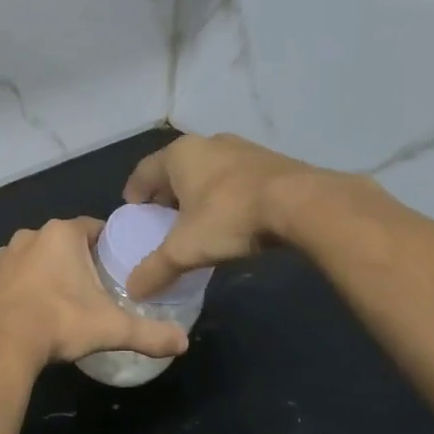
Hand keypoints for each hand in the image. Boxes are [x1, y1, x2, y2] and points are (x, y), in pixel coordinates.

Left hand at [0, 217, 189, 370]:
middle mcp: (31, 235)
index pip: (95, 228)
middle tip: (98, 288)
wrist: (2, 346)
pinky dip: (29, 285)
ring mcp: (6, 255)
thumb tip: (184, 342)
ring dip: (52, 271)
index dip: (110, 246)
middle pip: (67, 242)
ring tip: (68, 300)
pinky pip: (18, 274)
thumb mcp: (112, 329)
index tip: (119, 267)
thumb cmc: (61, 323)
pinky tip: (39, 308)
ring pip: (40, 256)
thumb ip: (150, 333)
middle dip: (81, 259)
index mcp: (62, 233)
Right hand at [122, 132, 352, 297]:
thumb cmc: (230, 218)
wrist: (301, 203)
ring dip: (197, 192)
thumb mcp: (186, 249)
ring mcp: (241, 148)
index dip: (134, 193)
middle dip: (166, 193)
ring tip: (197, 219)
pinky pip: (234, 176)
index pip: (144, 171)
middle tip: (162, 219)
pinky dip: (225, 193)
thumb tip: (132, 290)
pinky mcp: (269, 160)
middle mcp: (207, 143)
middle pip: (175, 168)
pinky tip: (231, 217)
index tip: (133, 212)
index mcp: (179, 155)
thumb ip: (156, 269)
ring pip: (207, 170)